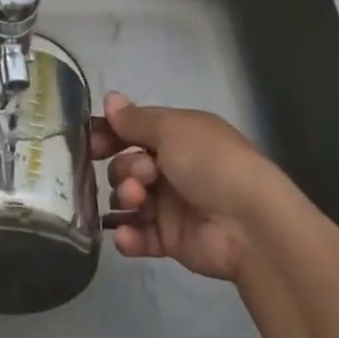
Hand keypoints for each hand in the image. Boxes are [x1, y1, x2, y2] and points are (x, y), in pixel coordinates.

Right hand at [90, 93, 283, 281]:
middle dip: (125, 169)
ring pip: (130, 199)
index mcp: (177, 136)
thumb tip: (109, 98)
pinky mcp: (171, 239)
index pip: (133, 131)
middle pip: (127, 165)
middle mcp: (172, 167)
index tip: (90, 144)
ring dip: (126, 198)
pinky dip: (129, 236)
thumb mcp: (171, 129)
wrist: (248, 223)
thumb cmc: (210, 162)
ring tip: (138, 202)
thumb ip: (135, 119)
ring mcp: (171, 204)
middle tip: (141, 176)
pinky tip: (126, 235)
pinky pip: (140, 236)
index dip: (110, 135)